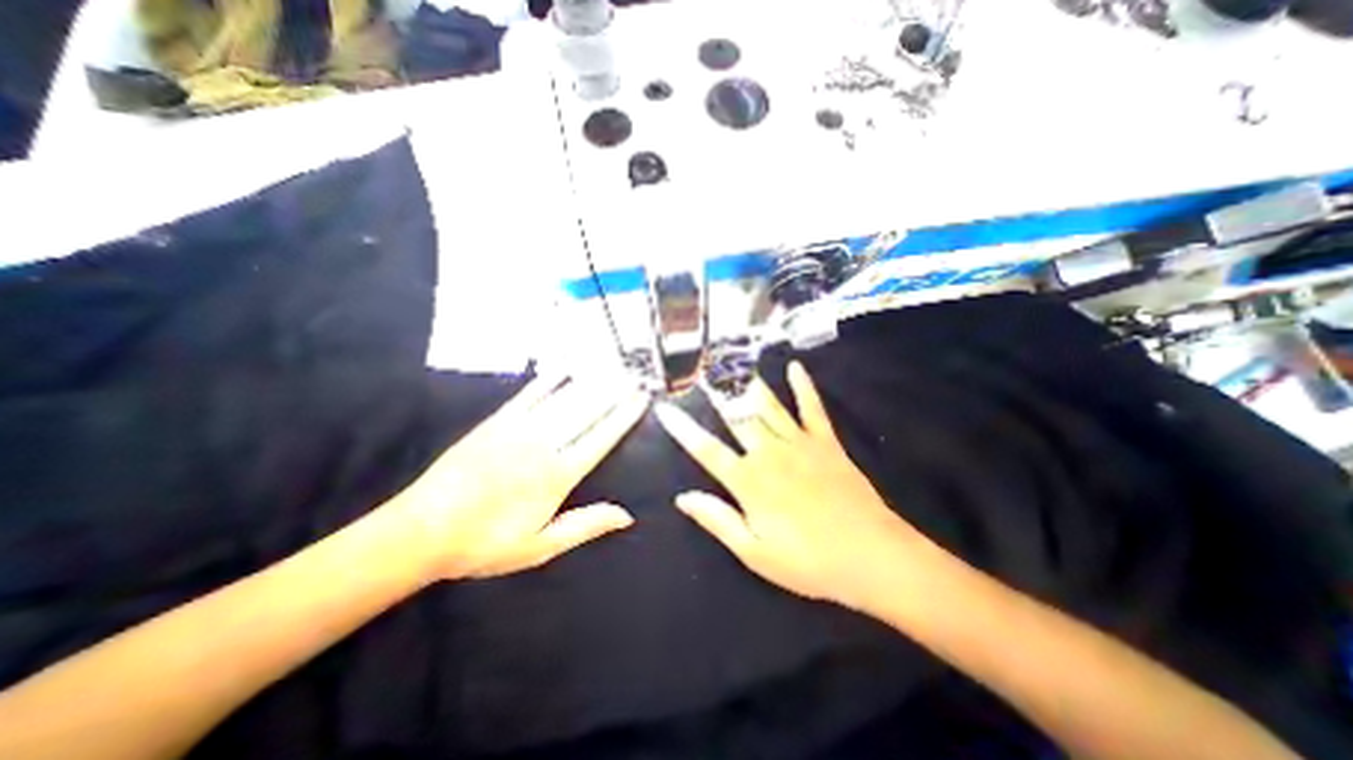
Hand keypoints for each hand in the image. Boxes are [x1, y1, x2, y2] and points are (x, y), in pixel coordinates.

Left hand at [392, 373, 648, 580]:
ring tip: (612, 369)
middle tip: (634, 376)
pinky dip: (548, 381)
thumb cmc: (485, 543)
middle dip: (614, 392)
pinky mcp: (496, 422)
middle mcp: (544, 445)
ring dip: (591, 382)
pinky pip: (528, 395)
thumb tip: (627, 515)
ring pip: (563, 399)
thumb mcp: (540, 546)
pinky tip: (564, 369)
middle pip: (587, 412)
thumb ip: (585, 525)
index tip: (641, 399)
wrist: (420, 531)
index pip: (601, 438)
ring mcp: (519, 429)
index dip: (624, 416)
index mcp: (557, 475)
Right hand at [658, 363, 944, 609]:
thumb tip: (683, 497)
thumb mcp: (754, 551)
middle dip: (715, 393)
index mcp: (748, 480)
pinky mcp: (826, 441)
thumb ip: (717, 519)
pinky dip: (803, 386)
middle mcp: (769, 452)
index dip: (682, 428)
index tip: (665, 408)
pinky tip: (795, 368)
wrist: (870, 555)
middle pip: (736, 417)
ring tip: (734, 363)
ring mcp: (799, 442)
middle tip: (700, 371)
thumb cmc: (807, 561)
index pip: (706, 449)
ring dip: (749, 384)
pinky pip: (812, 407)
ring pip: (768, 406)